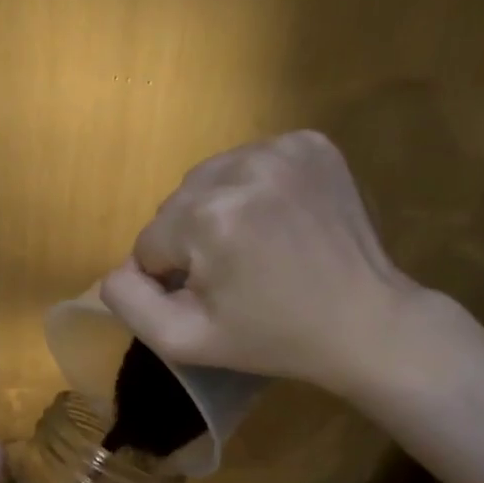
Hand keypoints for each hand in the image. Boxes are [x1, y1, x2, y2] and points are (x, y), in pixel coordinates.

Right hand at [101, 131, 425, 393]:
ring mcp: (280, 149)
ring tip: (255, 243)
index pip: (150, 242)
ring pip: (208, 179)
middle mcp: (240, 168)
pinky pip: (249, 162)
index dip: (173, 276)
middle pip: (177, 205)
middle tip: (236, 273)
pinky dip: (252, 188)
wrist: (366, 322)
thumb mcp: (185, 340)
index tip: (215, 296)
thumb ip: (129, 302)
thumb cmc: (272, 338)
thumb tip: (117, 268)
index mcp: (207, 217)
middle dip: (192, 239)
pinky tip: (277, 218)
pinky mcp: (310, 143)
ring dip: (217, 209)